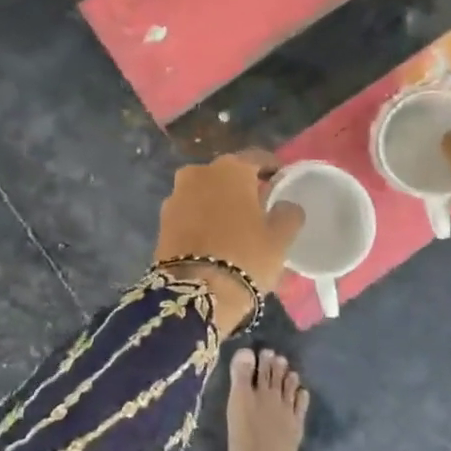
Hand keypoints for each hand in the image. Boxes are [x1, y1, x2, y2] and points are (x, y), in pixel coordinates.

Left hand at [154, 152, 304, 335]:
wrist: (195, 293)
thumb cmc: (245, 256)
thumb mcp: (280, 238)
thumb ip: (288, 213)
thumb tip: (286, 206)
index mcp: (231, 168)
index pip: (257, 158)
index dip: (272, 167)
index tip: (281, 179)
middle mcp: (199, 172)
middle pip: (228, 174)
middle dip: (242, 186)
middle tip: (259, 205)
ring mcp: (176, 194)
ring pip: (205, 191)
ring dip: (219, 201)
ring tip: (235, 224)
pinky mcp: (162, 219)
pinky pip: (190, 211)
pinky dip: (202, 218)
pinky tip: (213, 237)